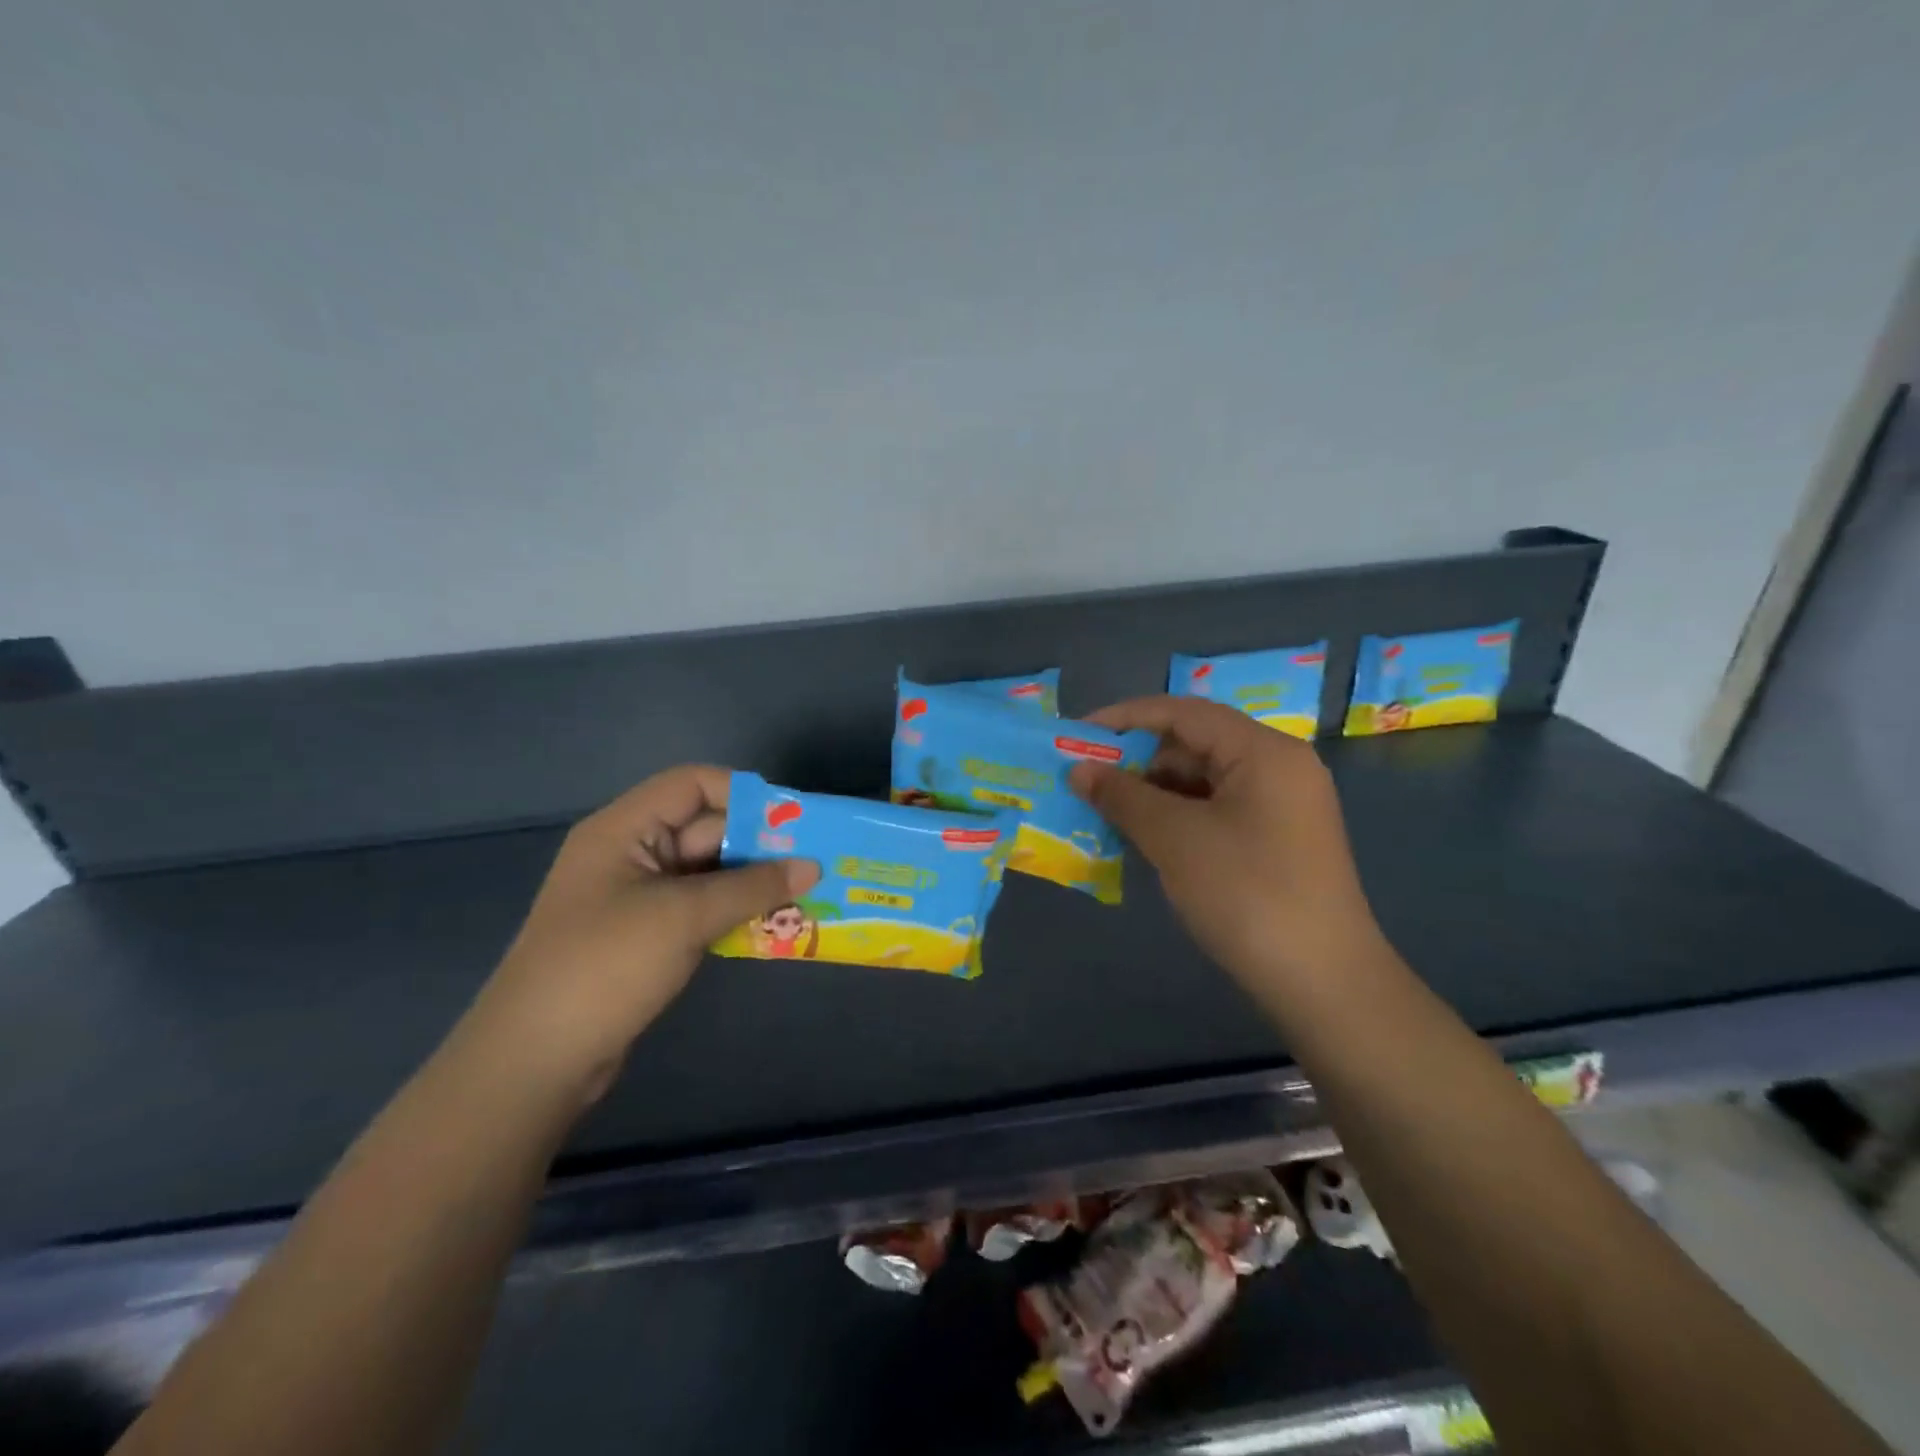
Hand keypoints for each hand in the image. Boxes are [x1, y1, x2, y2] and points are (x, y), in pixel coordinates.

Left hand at [463, 765, 818, 1105]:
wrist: (536, 1060)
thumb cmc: (606, 966)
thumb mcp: (684, 916)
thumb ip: (752, 886)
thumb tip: (812, 866)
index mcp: (623, 829)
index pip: (692, 785)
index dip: (744, 795)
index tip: (794, 820)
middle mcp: (630, 853)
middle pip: (704, 828)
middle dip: (760, 843)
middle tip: (815, 859)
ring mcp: (637, 897)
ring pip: (708, 871)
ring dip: (753, 880)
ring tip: (807, 891)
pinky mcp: (646, 935)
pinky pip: (700, 906)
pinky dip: (735, 910)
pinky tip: (775, 922)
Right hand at [1069, 697, 1383, 988]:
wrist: (1323, 983)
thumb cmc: (1247, 895)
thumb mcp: (1175, 839)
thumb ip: (1123, 795)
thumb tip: (1078, 770)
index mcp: (1263, 751)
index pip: (1184, 712)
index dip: (1125, 717)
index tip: (1078, 735)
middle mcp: (1278, 767)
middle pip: (1195, 743)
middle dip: (1138, 760)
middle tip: (1088, 782)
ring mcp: (1281, 805)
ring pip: (1203, 780)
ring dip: (1154, 792)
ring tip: (1108, 813)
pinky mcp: (1277, 839)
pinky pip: (1216, 810)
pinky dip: (1177, 818)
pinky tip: (1146, 839)